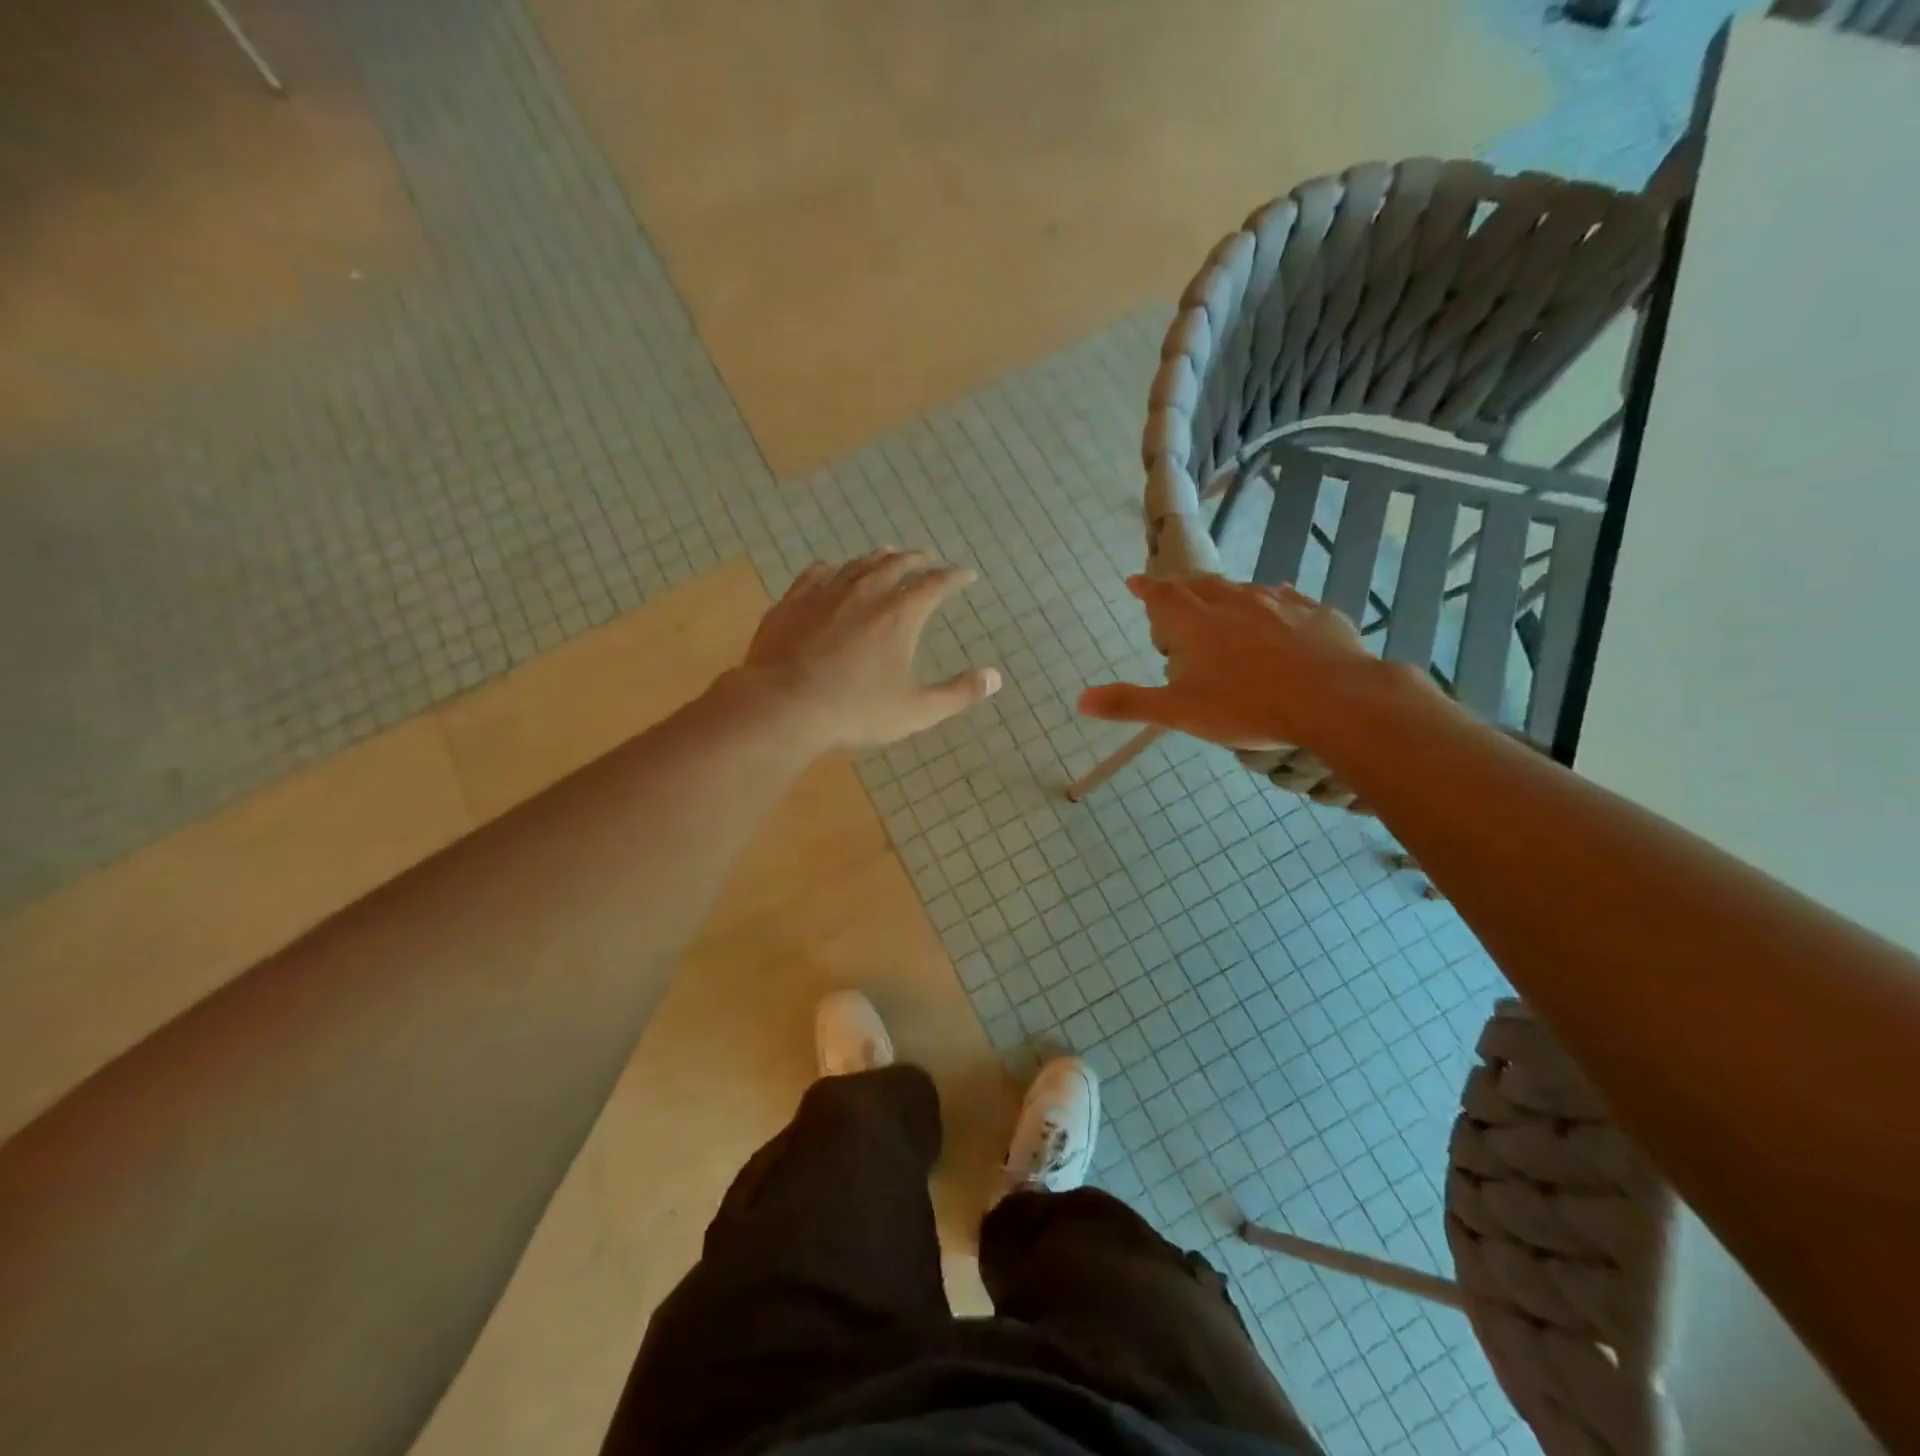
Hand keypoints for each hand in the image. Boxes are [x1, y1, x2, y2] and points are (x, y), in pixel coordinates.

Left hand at [741, 550, 1001, 749]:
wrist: (784, 705)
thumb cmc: (856, 710)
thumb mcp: (916, 710)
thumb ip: (958, 694)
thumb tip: (994, 678)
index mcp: (900, 614)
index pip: (935, 584)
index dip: (954, 577)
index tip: (966, 575)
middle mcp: (866, 592)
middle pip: (897, 564)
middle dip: (917, 560)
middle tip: (928, 559)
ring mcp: (826, 593)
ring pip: (858, 564)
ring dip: (878, 558)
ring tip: (888, 555)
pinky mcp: (793, 601)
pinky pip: (817, 573)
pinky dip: (834, 568)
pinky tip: (832, 570)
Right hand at [1079, 575, 1427, 749]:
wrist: (1335, 700)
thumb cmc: (1248, 706)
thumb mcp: (1181, 712)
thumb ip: (1131, 703)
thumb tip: (1080, 700)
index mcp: (1196, 623)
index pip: (1162, 594)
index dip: (1146, 588)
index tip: (1134, 581)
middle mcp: (1233, 603)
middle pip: (1200, 585)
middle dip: (1182, 588)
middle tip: (1173, 593)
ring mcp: (1277, 604)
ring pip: (1242, 589)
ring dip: (1224, 593)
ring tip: (1219, 601)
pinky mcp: (1313, 613)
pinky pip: (1285, 598)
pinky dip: (1271, 600)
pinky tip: (1278, 604)